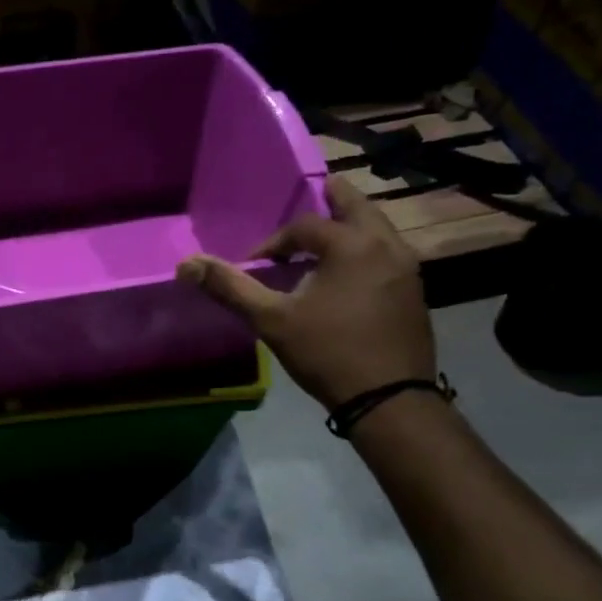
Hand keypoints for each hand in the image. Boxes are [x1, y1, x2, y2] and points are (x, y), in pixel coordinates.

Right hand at [176, 174, 435, 409]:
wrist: (389, 399)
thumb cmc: (327, 353)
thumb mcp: (272, 320)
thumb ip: (231, 288)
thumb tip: (186, 265)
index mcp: (351, 244)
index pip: (305, 225)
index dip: (274, 242)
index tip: (255, 267)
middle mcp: (386, 244)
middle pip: (356, 206)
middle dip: (330, 203)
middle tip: (313, 201)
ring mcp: (407, 268)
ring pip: (378, 229)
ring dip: (350, 227)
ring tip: (325, 241)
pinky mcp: (415, 292)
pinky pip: (388, 253)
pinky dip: (366, 249)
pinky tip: (348, 276)